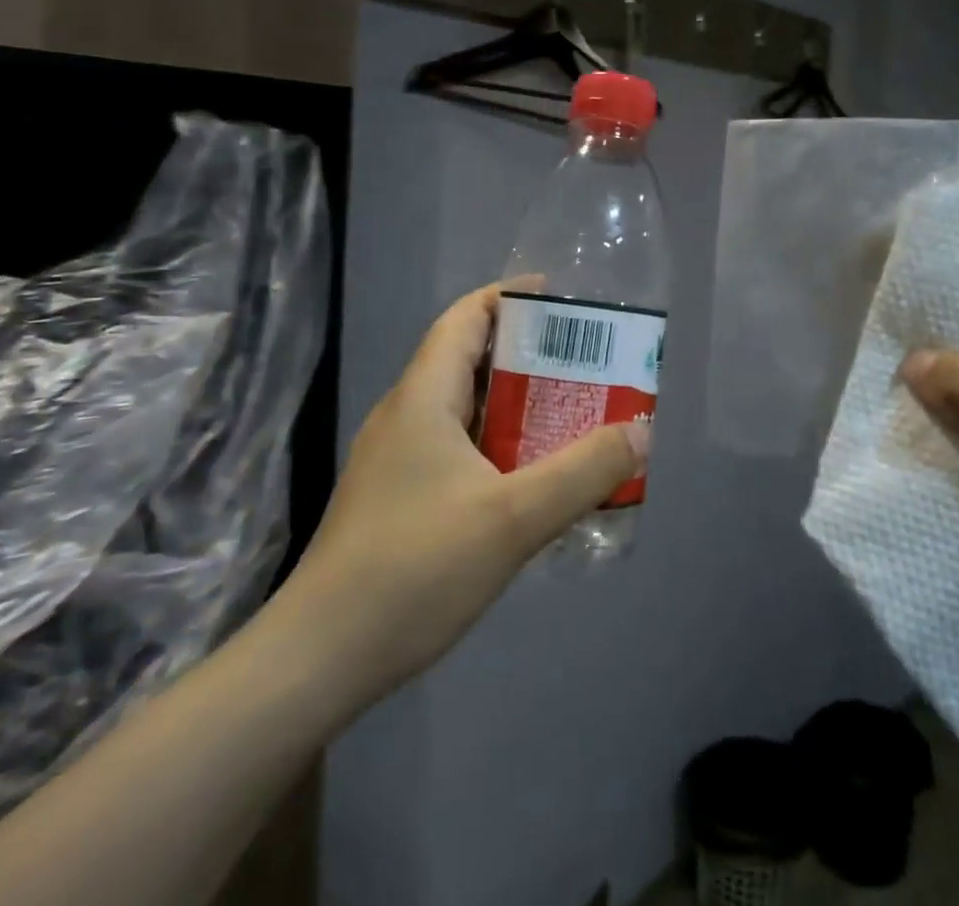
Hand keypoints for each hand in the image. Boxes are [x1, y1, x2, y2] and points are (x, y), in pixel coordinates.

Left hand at [272, 282, 645, 718]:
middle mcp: (405, 416)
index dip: (510, 297)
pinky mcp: (397, 499)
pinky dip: (500, 445)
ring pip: (465, 409)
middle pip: (470, 360)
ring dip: (517, 404)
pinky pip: (458, 449)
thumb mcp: (513, 518)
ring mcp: (396, 460)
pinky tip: (533, 478)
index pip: (465, 318)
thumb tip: (640, 432)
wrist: (317, 661)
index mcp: (422, 398)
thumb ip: (584, 472)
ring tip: (574, 413)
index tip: (563, 301)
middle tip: (587, 363)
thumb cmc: (413, 570)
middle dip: (529, 354)